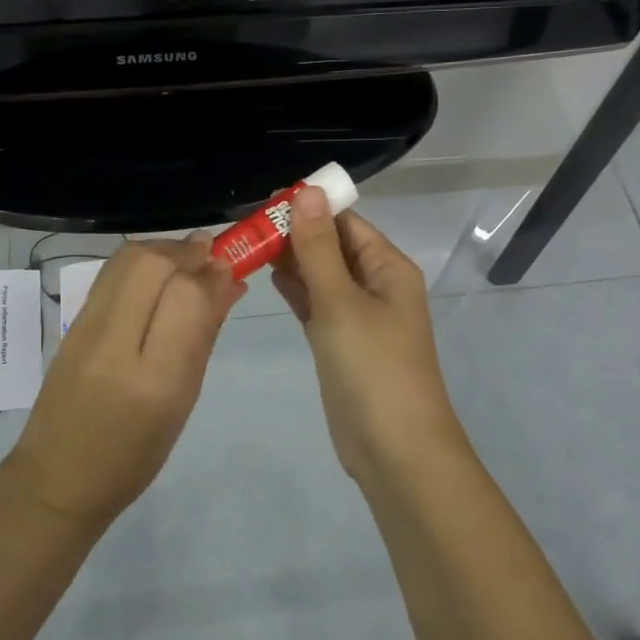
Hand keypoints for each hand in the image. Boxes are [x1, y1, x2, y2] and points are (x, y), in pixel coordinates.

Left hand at [4, 236, 242, 525]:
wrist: (59, 477)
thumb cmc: (135, 455)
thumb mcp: (182, 402)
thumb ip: (204, 336)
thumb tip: (227, 283)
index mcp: (153, 381)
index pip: (185, 298)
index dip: (211, 274)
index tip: (229, 266)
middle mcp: (114, 345)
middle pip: (151, 265)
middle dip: (186, 251)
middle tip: (209, 254)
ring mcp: (85, 329)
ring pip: (126, 260)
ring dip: (162, 249)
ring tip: (186, 259)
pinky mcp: (70, 322)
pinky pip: (110, 274)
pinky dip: (139, 261)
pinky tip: (156, 271)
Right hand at [272, 189, 465, 483]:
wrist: (394, 449)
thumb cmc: (372, 366)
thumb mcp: (340, 300)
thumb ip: (318, 247)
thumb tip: (307, 190)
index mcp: (387, 267)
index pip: (345, 222)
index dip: (308, 207)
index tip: (264, 201)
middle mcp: (376, 285)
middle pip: (332, 246)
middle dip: (295, 233)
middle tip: (246, 224)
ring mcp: (359, 316)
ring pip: (322, 275)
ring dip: (292, 260)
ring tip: (249, 243)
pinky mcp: (341, 342)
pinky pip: (317, 304)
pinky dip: (296, 290)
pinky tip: (269, 275)